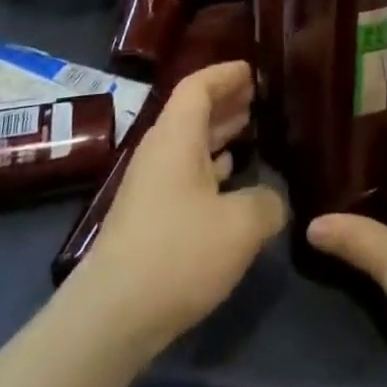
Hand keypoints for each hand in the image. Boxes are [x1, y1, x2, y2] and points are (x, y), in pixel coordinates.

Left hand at [80, 61, 286, 354]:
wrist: (111, 317)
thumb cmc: (177, 253)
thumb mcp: (240, 226)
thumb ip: (267, 203)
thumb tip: (275, 198)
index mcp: (176, 136)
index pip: (198, 85)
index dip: (225, 74)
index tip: (252, 69)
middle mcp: (160, 151)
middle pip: (192, 112)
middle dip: (225, 101)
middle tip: (258, 97)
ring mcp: (150, 185)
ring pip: (188, 144)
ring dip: (218, 134)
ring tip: (250, 129)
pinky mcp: (147, 217)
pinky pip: (183, 173)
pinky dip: (209, 166)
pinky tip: (229, 180)